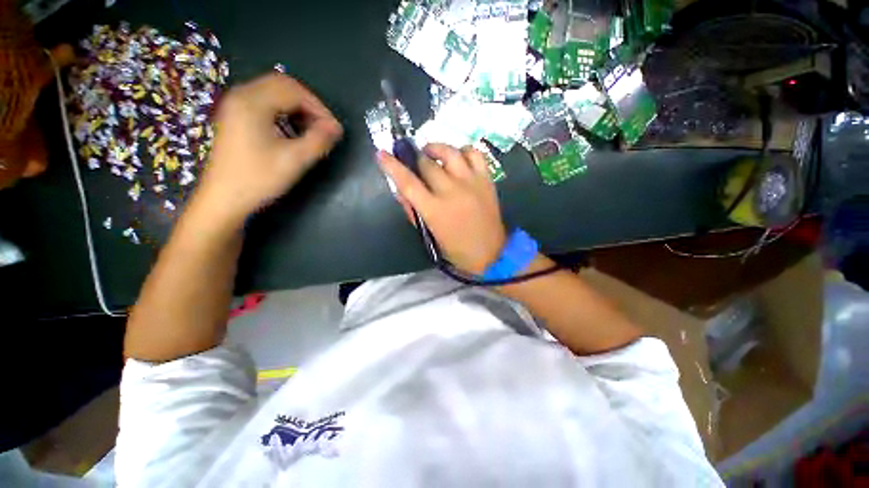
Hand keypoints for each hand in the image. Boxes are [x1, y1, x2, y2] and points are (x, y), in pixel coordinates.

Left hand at [194, 73, 342, 227]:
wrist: (224, 199)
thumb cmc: (258, 179)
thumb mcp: (294, 160)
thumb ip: (319, 141)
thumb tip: (337, 128)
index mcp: (252, 102)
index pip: (294, 90)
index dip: (319, 108)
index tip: (335, 130)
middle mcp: (241, 95)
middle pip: (283, 86)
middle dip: (309, 105)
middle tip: (324, 128)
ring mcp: (236, 106)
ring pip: (274, 93)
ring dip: (297, 108)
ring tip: (311, 130)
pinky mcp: (236, 117)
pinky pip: (265, 103)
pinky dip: (284, 112)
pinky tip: (292, 131)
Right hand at [378, 144, 506, 273]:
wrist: (490, 253)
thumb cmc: (455, 249)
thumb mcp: (429, 235)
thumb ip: (413, 211)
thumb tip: (400, 189)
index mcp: (434, 210)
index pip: (408, 182)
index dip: (392, 166)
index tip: (382, 154)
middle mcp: (452, 192)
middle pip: (427, 163)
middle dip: (416, 159)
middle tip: (415, 161)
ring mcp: (471, 183)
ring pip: (450, 152)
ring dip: (436, 149)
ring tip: (432, 153)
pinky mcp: (486, 180)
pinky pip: (474, 153)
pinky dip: (463, 151)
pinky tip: (458, 158)